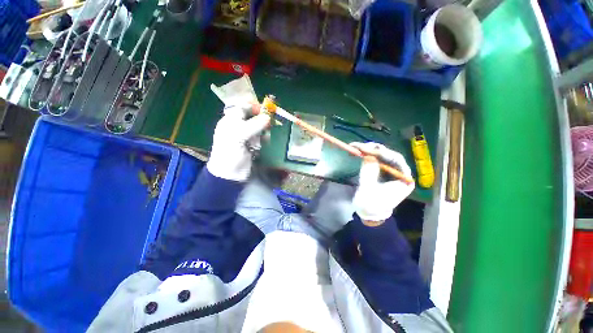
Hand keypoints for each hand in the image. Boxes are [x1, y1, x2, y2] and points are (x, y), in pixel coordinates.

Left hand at [207, 103, 270, 180]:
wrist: (230, 174)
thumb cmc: (230, 153)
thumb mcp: (238, 136)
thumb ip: (253, 125)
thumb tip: (267, 117)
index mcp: (230, 122)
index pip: (242, 108)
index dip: (253, 107)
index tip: (265, 109)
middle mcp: (237, 127)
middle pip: (252, 117)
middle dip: (261, 120)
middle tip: (269, 123)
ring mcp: (245, 137)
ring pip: (258, 128)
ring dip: (263, 130)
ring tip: (265, 136)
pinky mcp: (252, 145)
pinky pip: (260, 137)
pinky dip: (263, 138)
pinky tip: (264, 142)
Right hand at [351, 142, 414, 224]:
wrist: (368, 213)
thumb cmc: (371, 205)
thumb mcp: (369, 190)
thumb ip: (369, 173)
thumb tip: (368, 157)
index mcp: (404, 179)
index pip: (396, 160)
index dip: (382, 152)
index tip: (367, 148)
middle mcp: (399, 172)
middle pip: (388, 155)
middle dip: (373, 149)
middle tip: (358, 145)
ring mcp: (390, 171)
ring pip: (381, 156)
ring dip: (368, 150)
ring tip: (356, 146)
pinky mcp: (381, 171)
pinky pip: (375, 159)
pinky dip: (366, 154)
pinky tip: (358, 151)